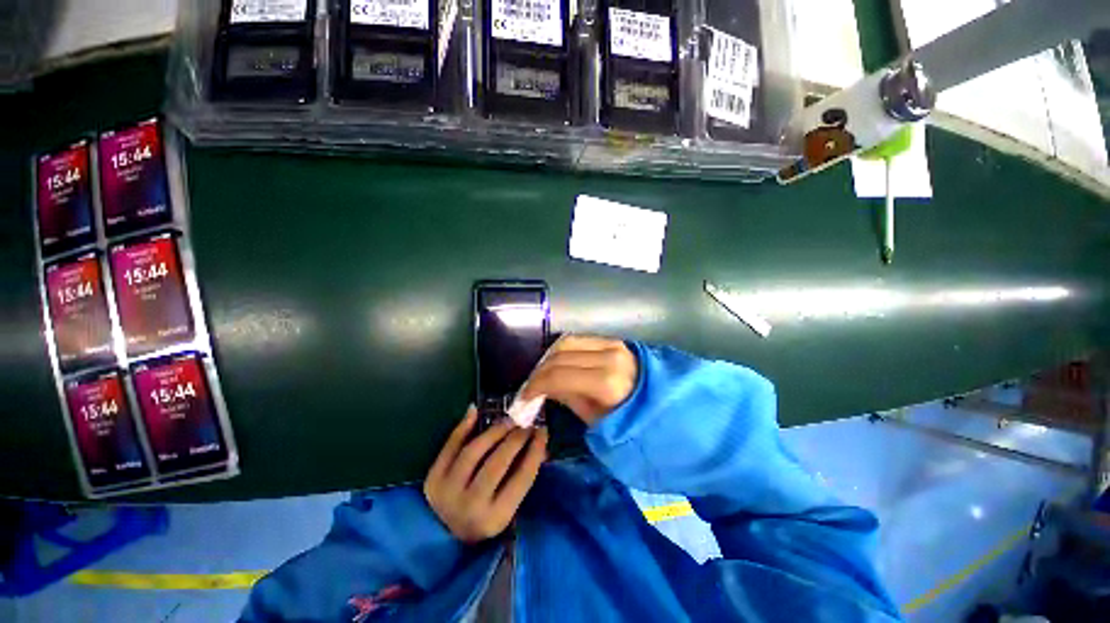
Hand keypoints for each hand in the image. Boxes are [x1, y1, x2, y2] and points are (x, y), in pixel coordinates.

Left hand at [424, 406, 547, 542]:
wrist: (442, 535)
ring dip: (493, 430)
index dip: (535, 451)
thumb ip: (522, 475)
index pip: (522, 478)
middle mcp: (470, 507)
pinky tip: (476, 411)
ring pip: (473, 452)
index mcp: (495, 518)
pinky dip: (463, 426)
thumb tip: (539, 442)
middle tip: (526, 422)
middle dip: (515, 438)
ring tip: (508, 419)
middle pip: (496, 463)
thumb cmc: (484, 517)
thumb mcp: (507, 506)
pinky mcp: (432, 479)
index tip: (543, 431)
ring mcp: (447, 492)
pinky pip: (450, 446)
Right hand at [519, 335, 637, 425]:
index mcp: (606, 382)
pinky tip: (558, 362)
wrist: (661, 399)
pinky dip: (563, 349)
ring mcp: (612, 344)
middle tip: (530, 386)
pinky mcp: (613, 339)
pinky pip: (580, 340)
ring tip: (542, 373)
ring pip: (567, 342)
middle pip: (560, 355)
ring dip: (549, 356)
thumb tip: (545, 387)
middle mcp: (608, 357)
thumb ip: (568, 397)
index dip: (536, 385)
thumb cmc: (630, 418)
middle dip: (539, 371)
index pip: (558, 376)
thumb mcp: (596, 418)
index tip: (525, 396)